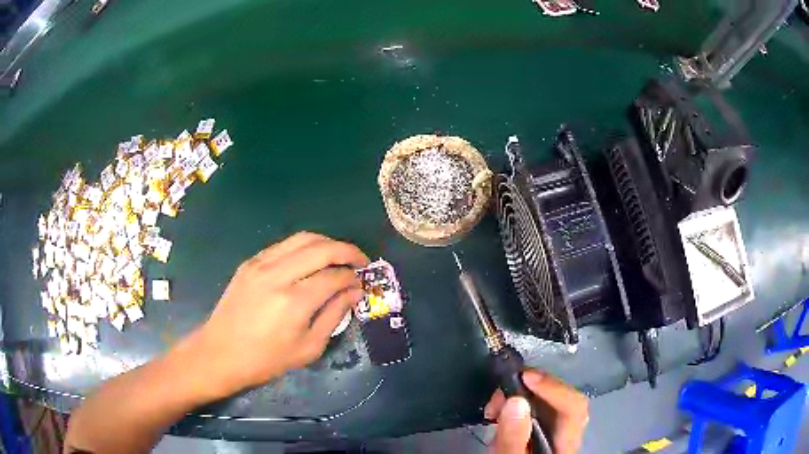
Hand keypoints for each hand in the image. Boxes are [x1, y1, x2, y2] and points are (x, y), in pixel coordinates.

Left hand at [188, 232, 368, 397]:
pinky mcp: (250, 263)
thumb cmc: (266, 360)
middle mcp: (277, 275)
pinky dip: (303, 247)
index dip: (353, 277)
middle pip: (321, 248)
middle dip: (347, 251)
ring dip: (326, 243)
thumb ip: (334, 315)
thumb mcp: (308, 347)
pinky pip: (283, 245)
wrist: (220, 353)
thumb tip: (354, 292)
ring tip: (338, 256)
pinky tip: (309, 260)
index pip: (334, 276)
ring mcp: (260, 264)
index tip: (361, 283)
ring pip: (302, 238)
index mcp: (294, 301)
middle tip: (360, 261)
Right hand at [484, 369, 587, 453]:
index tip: (524, 377)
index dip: (553, 387)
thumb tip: (515, 401)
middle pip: (563, 401)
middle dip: (534, 390)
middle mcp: (567, 435)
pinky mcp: (542, 432)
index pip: (573, 407)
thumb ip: (513, 439)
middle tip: (502, 393)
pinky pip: (537, 410)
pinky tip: (499, 413)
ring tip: (495, 406)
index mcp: (565, 444)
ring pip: (550, 403)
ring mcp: (556, 433)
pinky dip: (518, 406)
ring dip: (523, 396)